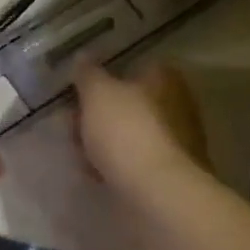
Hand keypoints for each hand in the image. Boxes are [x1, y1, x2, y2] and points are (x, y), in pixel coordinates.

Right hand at [73, 61, 211, 197]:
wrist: (157, 192)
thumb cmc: (127, 131)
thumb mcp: (97, 93)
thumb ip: (88, 73)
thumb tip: (83, 57)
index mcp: (164, 78)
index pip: (133, 66)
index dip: (104, 77)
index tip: (79, 91)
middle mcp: (177, 103)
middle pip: (130, 102)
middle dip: (100, 113)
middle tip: (72, 124)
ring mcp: (177, 140)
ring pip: (130, 133)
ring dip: (105, 140)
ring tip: (78, 153)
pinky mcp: (170, 171)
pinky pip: (135, 160)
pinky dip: (116, 164)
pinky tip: (95, 173)